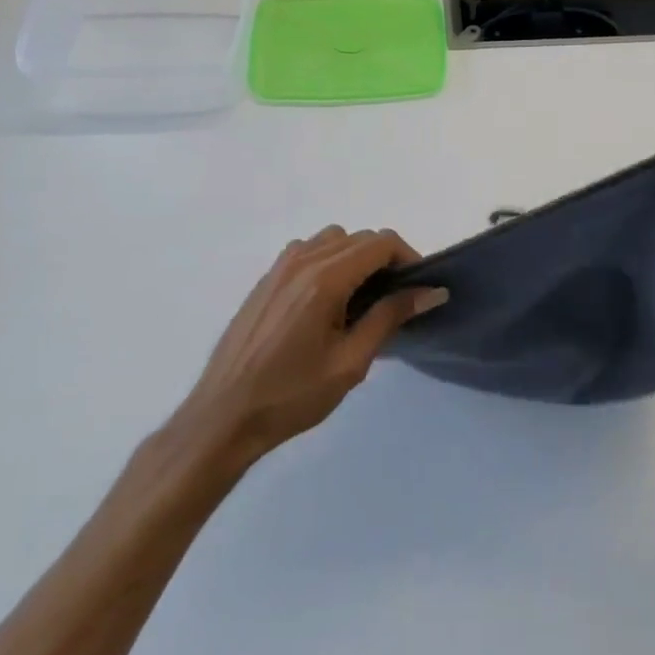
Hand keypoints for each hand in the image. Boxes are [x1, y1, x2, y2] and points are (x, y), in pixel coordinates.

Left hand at [178, 227, 447, 469]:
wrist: (223, 417)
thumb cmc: (291, 396)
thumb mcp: (350, 363)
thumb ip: (390, 318)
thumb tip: (431, 292)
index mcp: (325, 279)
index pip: (381, 243)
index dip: (409, 258)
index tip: (419, 289)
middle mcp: (303, 260)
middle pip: (360, 237)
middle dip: (385, 259)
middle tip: (396, 299)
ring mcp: (280, 266)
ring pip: (334, 239)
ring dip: (356, 257)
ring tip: (362, 299)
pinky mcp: (267, 278)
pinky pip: (308, 250)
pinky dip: (329, 261)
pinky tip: (327, 301)